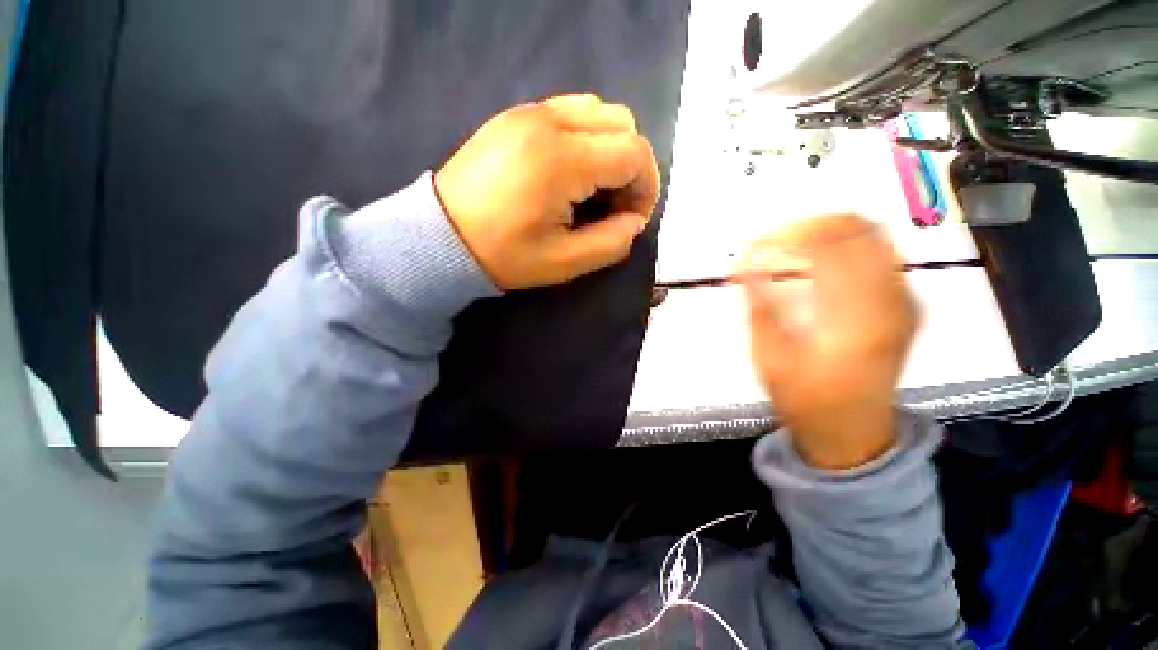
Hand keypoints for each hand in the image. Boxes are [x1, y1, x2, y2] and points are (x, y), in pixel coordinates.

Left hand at [435, 94, 659, 289]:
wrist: (442, 236)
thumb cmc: (504, 255)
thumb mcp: (565, 262)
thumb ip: (612, 242)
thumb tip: (635, 220)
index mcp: (562, 160)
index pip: (634, 153)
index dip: (646, 187)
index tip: (632, 217)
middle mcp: (549, 121)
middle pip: (623, 124)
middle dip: (632, 166)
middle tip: (615, 204)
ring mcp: (529, 112)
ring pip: (599, 111)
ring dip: (610, 148)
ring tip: (594, 187)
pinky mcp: (516, 115)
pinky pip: (570, 111)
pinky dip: (586, 137)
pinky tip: (571, 171)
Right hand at [740, 216, 917, 469]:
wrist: (855, 432)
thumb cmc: (806, 401)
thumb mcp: (770, 361)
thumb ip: (759, 308)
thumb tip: (741, 265)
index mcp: (855, 318)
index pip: (829, 247)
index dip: (788, 235)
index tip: (755, 243)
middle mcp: (890, 301)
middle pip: (858, 229)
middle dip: (809, 225)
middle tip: (772, 241)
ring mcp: (905, 300)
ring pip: (873, 235)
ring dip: (827, 232)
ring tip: (790, 248)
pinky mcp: (906, 304)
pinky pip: (880, 253)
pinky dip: (846, 245)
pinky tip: (817, 261)